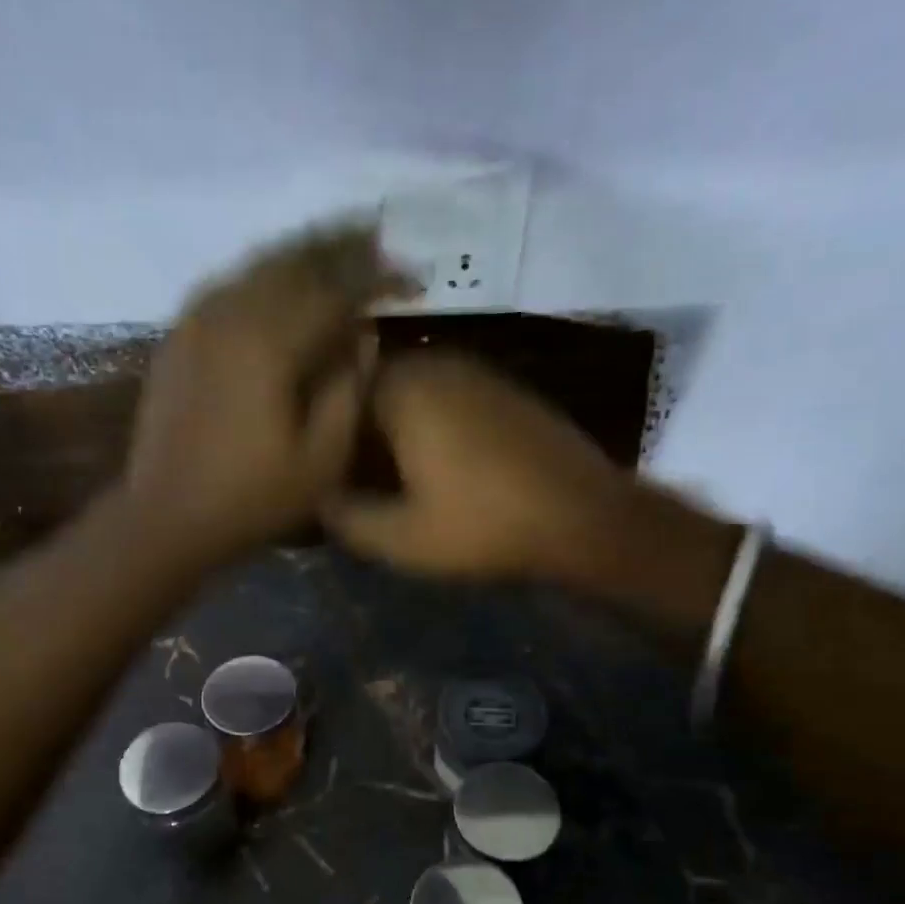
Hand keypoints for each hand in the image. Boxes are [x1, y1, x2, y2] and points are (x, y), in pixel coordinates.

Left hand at [124, 223, 413, 565]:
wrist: (165, 519)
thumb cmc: (251, 498)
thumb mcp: (321, 459)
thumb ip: (349, 389)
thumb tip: (363, 336)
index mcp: (269, 342)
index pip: (335, 289)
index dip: (378, 278)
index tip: (412, 278)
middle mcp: (229, 314)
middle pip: (293, 260)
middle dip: (339, 246)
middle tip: (377, 239)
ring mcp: (195, 322)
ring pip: (256, 266)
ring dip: (300, 254)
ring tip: (335, 251)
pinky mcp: (177, 339)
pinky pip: (226, 286)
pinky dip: (261, 276)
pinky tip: (278, 284)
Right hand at [323, 351, 640, 582]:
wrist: (585, 519)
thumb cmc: (485, 526)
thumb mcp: (401, 539)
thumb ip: (345, 518)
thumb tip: (318, 499)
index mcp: (403, 389)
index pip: (336, 395)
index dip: (322, 436)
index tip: (322, 475)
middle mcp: (437, 364)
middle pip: (373, 391)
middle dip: (359, 433)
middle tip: (354, 480)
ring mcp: (477, 373)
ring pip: (412, 396)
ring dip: (395, 432)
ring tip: (392, 480)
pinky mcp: (507, 391)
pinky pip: (448, 402)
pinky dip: (431, 429)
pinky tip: (439, 470)